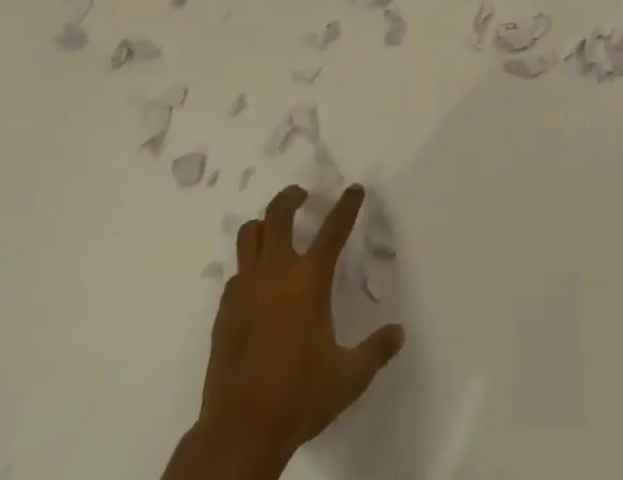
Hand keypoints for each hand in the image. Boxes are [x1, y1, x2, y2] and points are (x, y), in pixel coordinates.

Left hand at [168, 185, 404, 479]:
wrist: (239, 433)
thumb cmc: (299, 398)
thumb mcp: (348, 377)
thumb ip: (376, 351)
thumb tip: (398, 333)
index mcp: (310, 279)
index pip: (334, 227)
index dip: (347, 204)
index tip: (354, 189)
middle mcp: (276, 272)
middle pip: (279, 214)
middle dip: (291, 197)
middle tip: (302, 196)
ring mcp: (246, 289)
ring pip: (249, 235)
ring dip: (264, 226)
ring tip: (275, 231)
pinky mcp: (224, 311)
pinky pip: (236, 274)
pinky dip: (248, 268)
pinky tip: (257, 286)